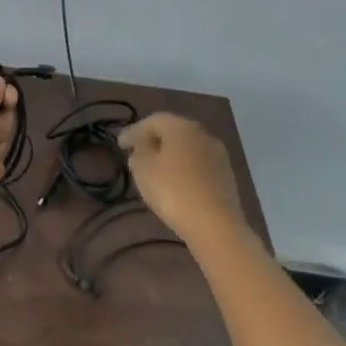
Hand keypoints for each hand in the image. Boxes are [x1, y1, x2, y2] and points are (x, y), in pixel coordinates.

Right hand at [119, 113, 245, 245]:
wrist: (215, 224)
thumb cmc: (173, 191)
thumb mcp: (143, 170)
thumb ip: (139, 153)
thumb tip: (142, 146)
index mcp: (181, 127)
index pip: (153, 121)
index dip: (133, 131)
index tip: (119, 145)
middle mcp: (203, 134)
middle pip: (173, 131)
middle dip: (153, 140)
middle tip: (137, 153)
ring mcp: (218, 154)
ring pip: (188, 147)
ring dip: (170, 154)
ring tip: (154, 169)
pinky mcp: (226, 174)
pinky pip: (198, 164)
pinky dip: (184, 168)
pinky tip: (175, 182)